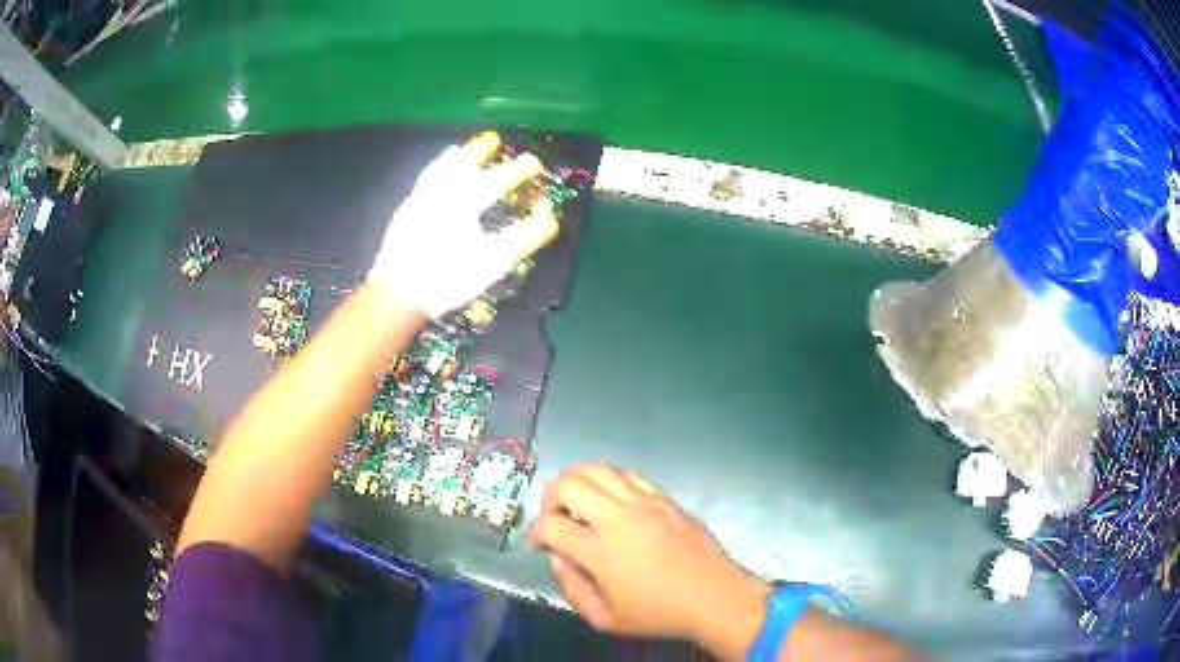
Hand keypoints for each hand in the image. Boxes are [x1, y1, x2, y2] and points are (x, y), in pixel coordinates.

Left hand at [368, 131, 558, 317]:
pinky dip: (432, 172)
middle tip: (492, 139)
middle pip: (463, 164)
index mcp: (465, 200)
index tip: (535, 163)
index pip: (498, 180)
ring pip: (438, 169)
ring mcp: (419, 200)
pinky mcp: (404, 213)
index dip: (519, 171)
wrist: (399, 292)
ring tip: (459, 149)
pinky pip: (422, 182)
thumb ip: (523, 236)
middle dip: (480, 151)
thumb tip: (549, 217)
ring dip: (453, 158)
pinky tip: (433, 178)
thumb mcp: (493, 260)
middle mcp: (441, 191)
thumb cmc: (449, 276)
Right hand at [530, 465, 771, 647]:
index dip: (535, 532)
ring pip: (597, 469)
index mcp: (599, 551)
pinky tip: (613, 500)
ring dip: (577, 482)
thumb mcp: (605, 619)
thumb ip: (572, 589)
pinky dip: (611, 481)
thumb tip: (557, 558)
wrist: (714, 597)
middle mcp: (618, 518)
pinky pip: (629, 475)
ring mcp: (644, 503)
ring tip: (578, 502)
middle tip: (555, 517)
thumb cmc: (658, 614)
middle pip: (567, 483)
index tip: (539, 543)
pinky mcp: (664, 498)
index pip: (550, 526)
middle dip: (549, 498)